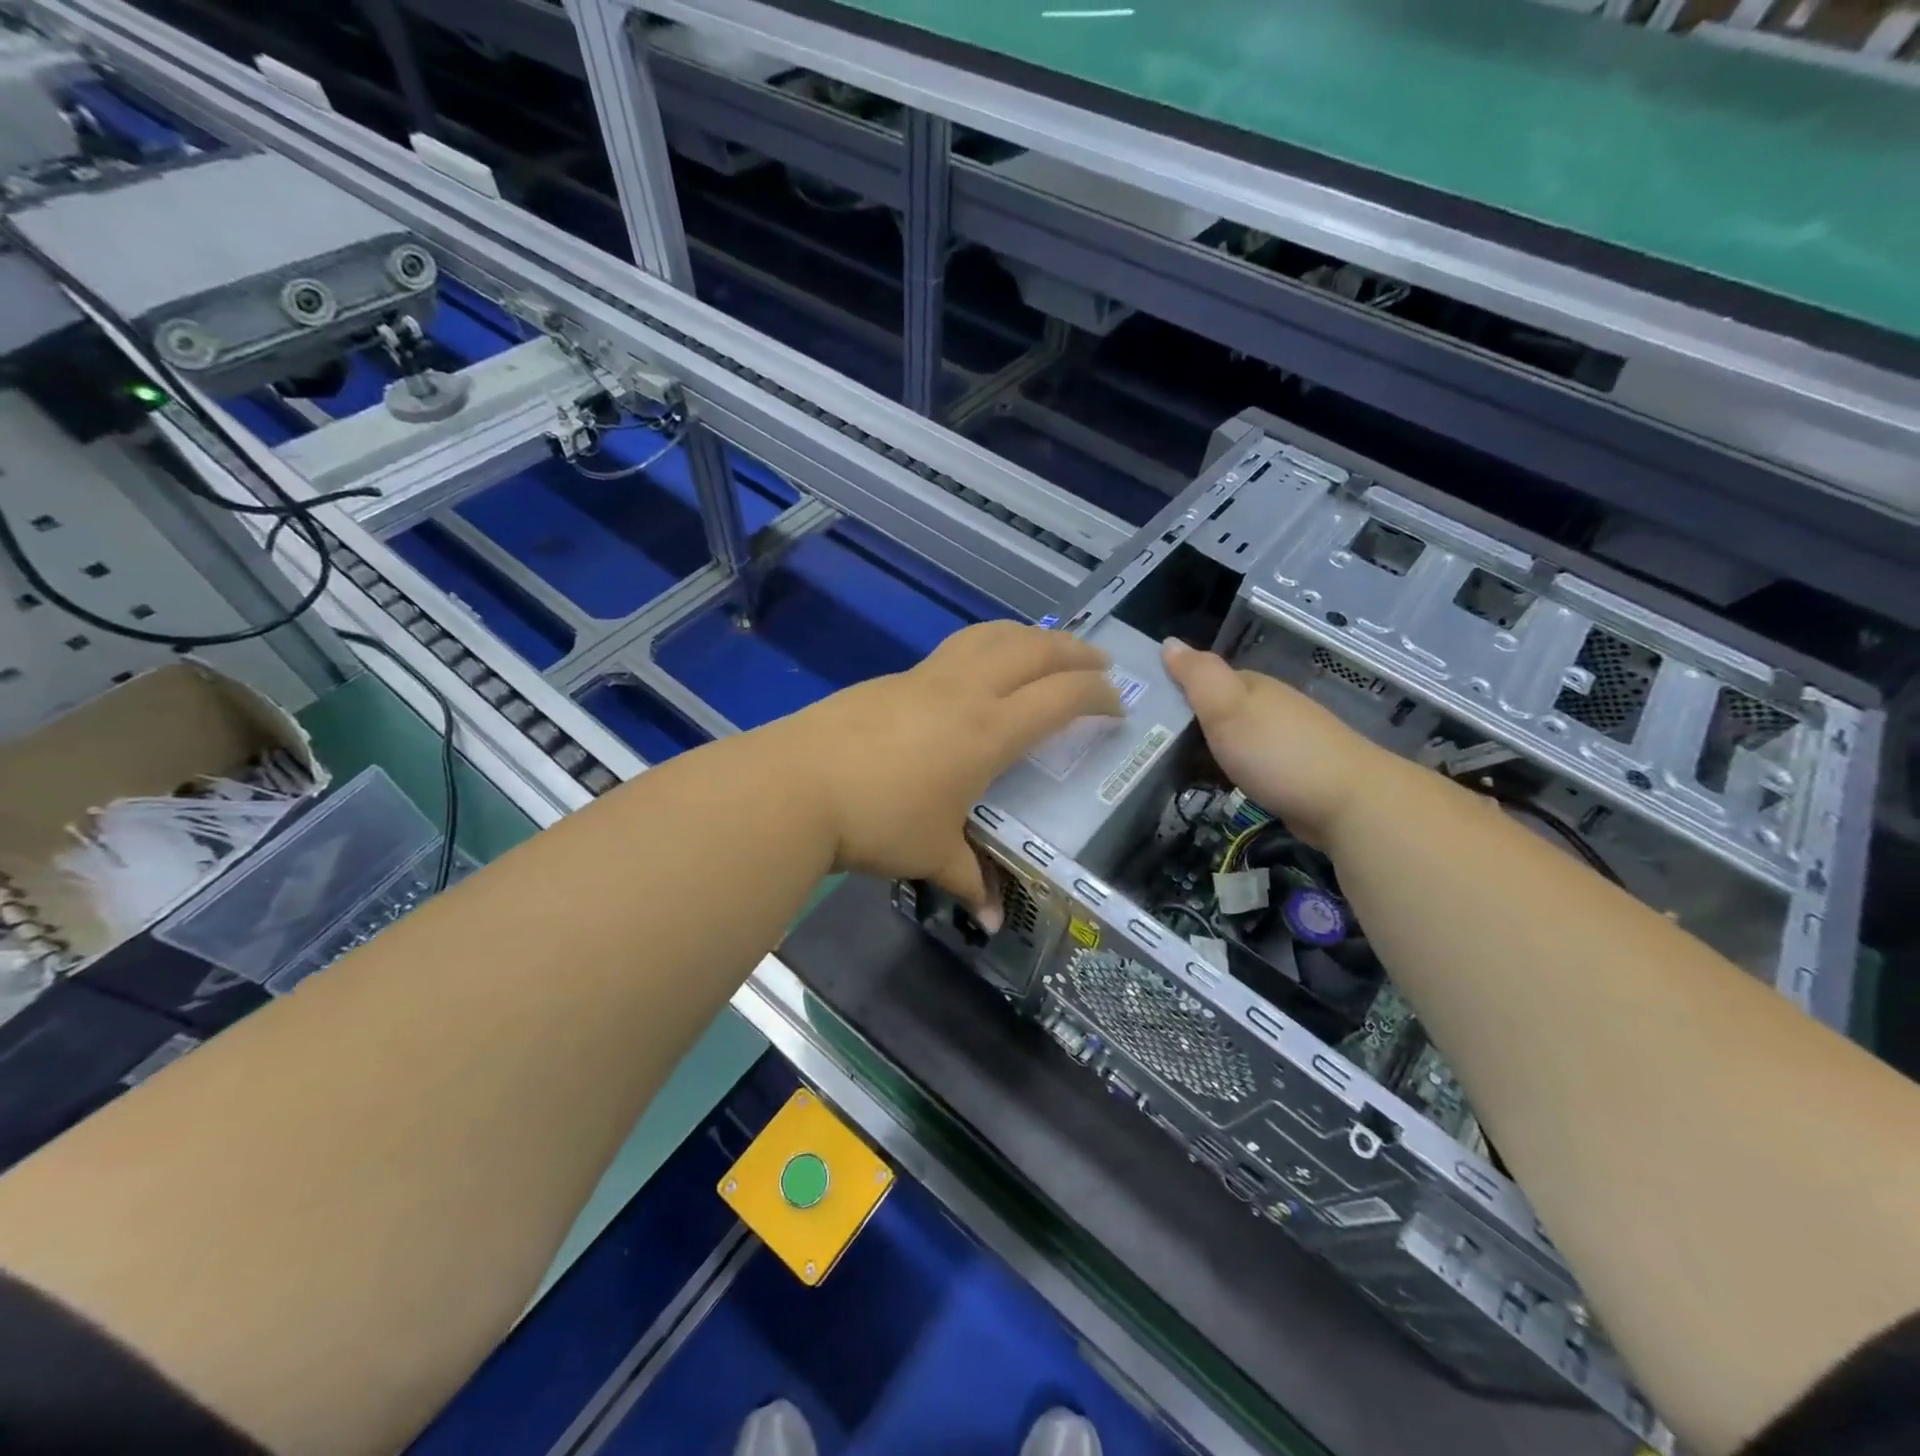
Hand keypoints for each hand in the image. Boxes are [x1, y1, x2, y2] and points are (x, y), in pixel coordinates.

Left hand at [786, 622, 1120, 923]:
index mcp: (989, 731)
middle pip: (1034, 651)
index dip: (1098, 696)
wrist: (796, 785)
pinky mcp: (896, 677)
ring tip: (1048, 646)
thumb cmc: (877, 821)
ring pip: (992, 636)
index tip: (1118, 705)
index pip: (1061, 699)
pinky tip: (982, 664)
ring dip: (1030, 635)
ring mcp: (928, 677)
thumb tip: (993, 921)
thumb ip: (970, 881)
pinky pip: (957, 648)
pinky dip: (988, 645)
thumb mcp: (931, 854)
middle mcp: (967, 692)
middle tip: (1101, 663)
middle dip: (1075, 652)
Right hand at [1162, 638, 1388, 845]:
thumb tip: (1169, 642)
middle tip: (1147, 748)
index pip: (1202, 680)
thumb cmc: (1277, 751)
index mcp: (1251, 686)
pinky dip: (1226, 772)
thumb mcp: (1227, 708)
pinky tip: (1214, 786)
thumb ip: (1197, 675)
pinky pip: (1246, 765)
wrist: (1348, 803)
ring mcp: (1282, 741)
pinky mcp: (1291, 774)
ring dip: (1205, 751)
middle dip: (1186, 724)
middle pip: (1216, 710)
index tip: (1140, 714)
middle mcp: (1268, 707)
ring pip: (1231, 738)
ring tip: (1170, 771)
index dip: (1172, 692)